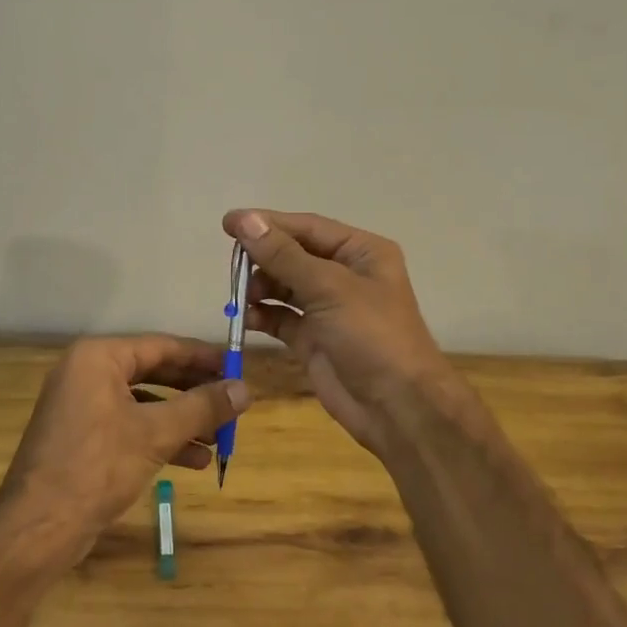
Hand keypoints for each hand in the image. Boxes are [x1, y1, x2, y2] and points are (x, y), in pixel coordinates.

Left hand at [0, 335, 249, 564]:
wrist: (38, 529)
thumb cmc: (97, 466)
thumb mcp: (156, 433)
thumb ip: (202, 407)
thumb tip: (246, 389)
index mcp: (98, 358)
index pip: (162, 346)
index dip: (202, 357)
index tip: (238, 366)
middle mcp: (87, 373)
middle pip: (154, 372)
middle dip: (195, 392)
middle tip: (233, 402)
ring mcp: (83, 406)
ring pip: (145, 403)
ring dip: (184, 420)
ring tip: (221, 438)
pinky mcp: (84, 438)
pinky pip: (131, 426)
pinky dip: (161, 439)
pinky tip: (196, 460)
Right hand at [222, 209, 466, 456]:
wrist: (397, 408)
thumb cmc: (372, 336)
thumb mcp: (329, 288)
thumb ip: (283, 255)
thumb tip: (244, 219)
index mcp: (361, 252)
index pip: (307, 228)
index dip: (268, 223)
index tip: (228, 223)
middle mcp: (345, 275)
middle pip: (293, 255)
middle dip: (263, 258)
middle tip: (232, 266)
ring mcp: (328, 309)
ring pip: (284, 286)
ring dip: (261, 287)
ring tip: (241, 296)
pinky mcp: (313, 339)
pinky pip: (281, 318)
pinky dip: (263, 315)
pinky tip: (246, 318)